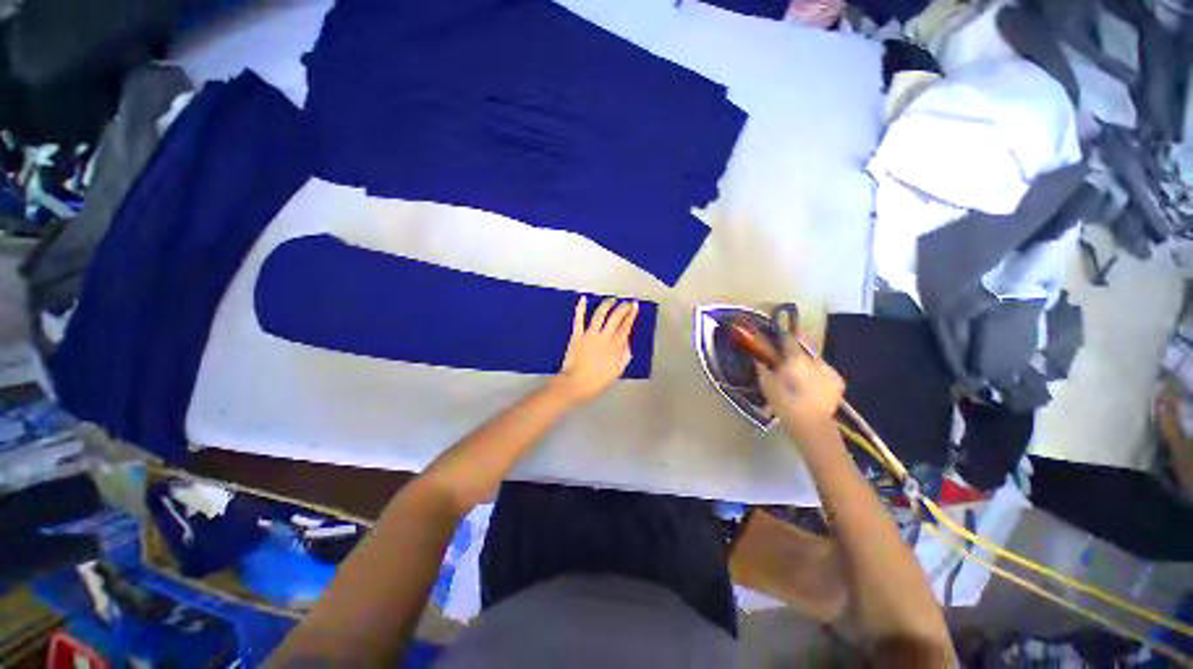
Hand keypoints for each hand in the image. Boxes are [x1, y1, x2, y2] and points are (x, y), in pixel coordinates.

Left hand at [553, 297, 638, 402]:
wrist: (576, 384)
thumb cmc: (597, 381)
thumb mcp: (617, 371)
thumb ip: (624, 356)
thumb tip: (628, 343)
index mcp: (615, 347)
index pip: (626, 327)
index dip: (631, 316)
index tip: (635, 307)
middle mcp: (604, 337)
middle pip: (615, 318)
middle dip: (623, 308)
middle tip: (627, 303)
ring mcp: (590, 335)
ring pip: (600, 315)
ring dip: (607, 305)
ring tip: (612, 300)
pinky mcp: (577, 335)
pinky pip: (579, 320)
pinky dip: (581, 309)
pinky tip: (583, 299)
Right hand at [756, 338, 844, 445]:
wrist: (812, 425)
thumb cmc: (785, 403)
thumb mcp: (767, 386)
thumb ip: (762, 369)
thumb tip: (758, 358)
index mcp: (796, 359)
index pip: (789, 339)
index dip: (783, 337)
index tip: (777, 337)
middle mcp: (815, 360)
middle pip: (803, 350)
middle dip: (795, 354)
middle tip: (786, 361)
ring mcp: (829, 371)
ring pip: (815, 362)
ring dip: (807, 365)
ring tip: (799, 376)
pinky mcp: (838, 382)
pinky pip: (825, 373)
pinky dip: (818, 375)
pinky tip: (812, 385)